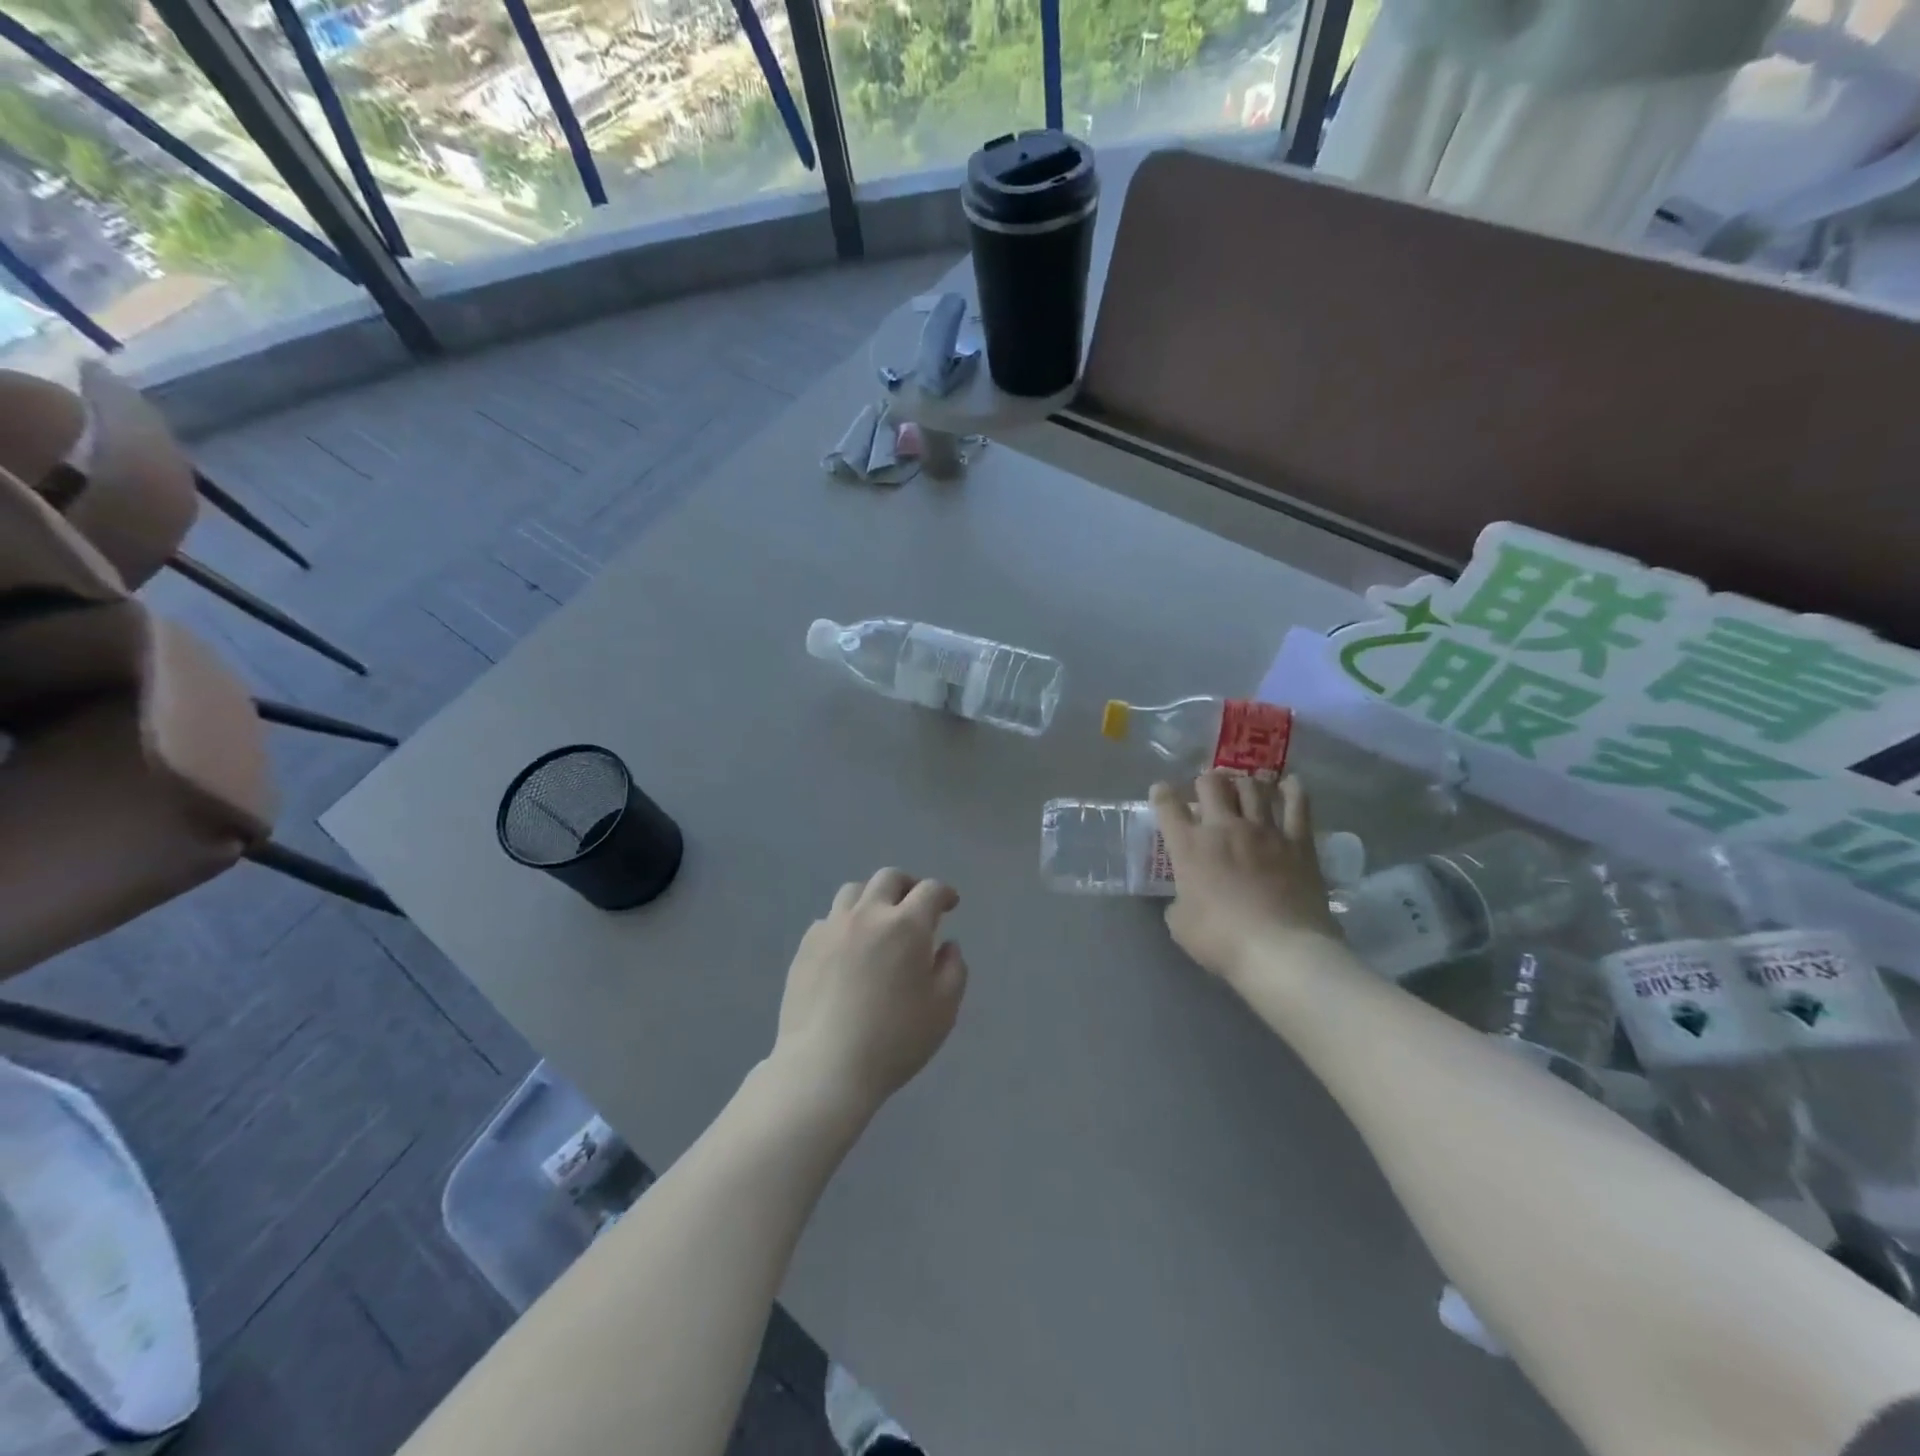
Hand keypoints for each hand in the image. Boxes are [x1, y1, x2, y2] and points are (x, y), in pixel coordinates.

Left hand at [773, 868, 968, 1116]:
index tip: (950, 904)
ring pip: (853, 891)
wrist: (825, 1066)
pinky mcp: (806, 946)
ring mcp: (832, 928)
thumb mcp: (943, 1009)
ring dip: (873, 898)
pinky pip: (828, 919)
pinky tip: (848, 947)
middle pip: (888, 879)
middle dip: (908, 885)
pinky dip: (845, 923)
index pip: (930, 891)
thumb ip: (953, 969)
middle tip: (915, 904)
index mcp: (906, 925)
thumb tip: (946, 946)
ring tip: (878, 919)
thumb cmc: (894, 1039)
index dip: (944, 893)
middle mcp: (868, 915)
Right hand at [1152, 773, 1340, 984]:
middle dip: (1205, 781)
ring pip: (1252, 788)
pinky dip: (1292, 791)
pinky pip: (1297, 805)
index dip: (1161, 794)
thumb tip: (1187, 896)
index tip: (1161, 791)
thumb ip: (1179, 901)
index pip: (1168, 807)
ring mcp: (1263, 831)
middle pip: (1211, 784)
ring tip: (1243, 786)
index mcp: (1189, 846)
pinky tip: (1289, 785)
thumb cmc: (1221, 940)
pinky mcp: (1298, 842)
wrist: (1280, 950)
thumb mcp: (1180, 924)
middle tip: (1207, 788)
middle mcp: (1223, 828)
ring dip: (1243, 783)